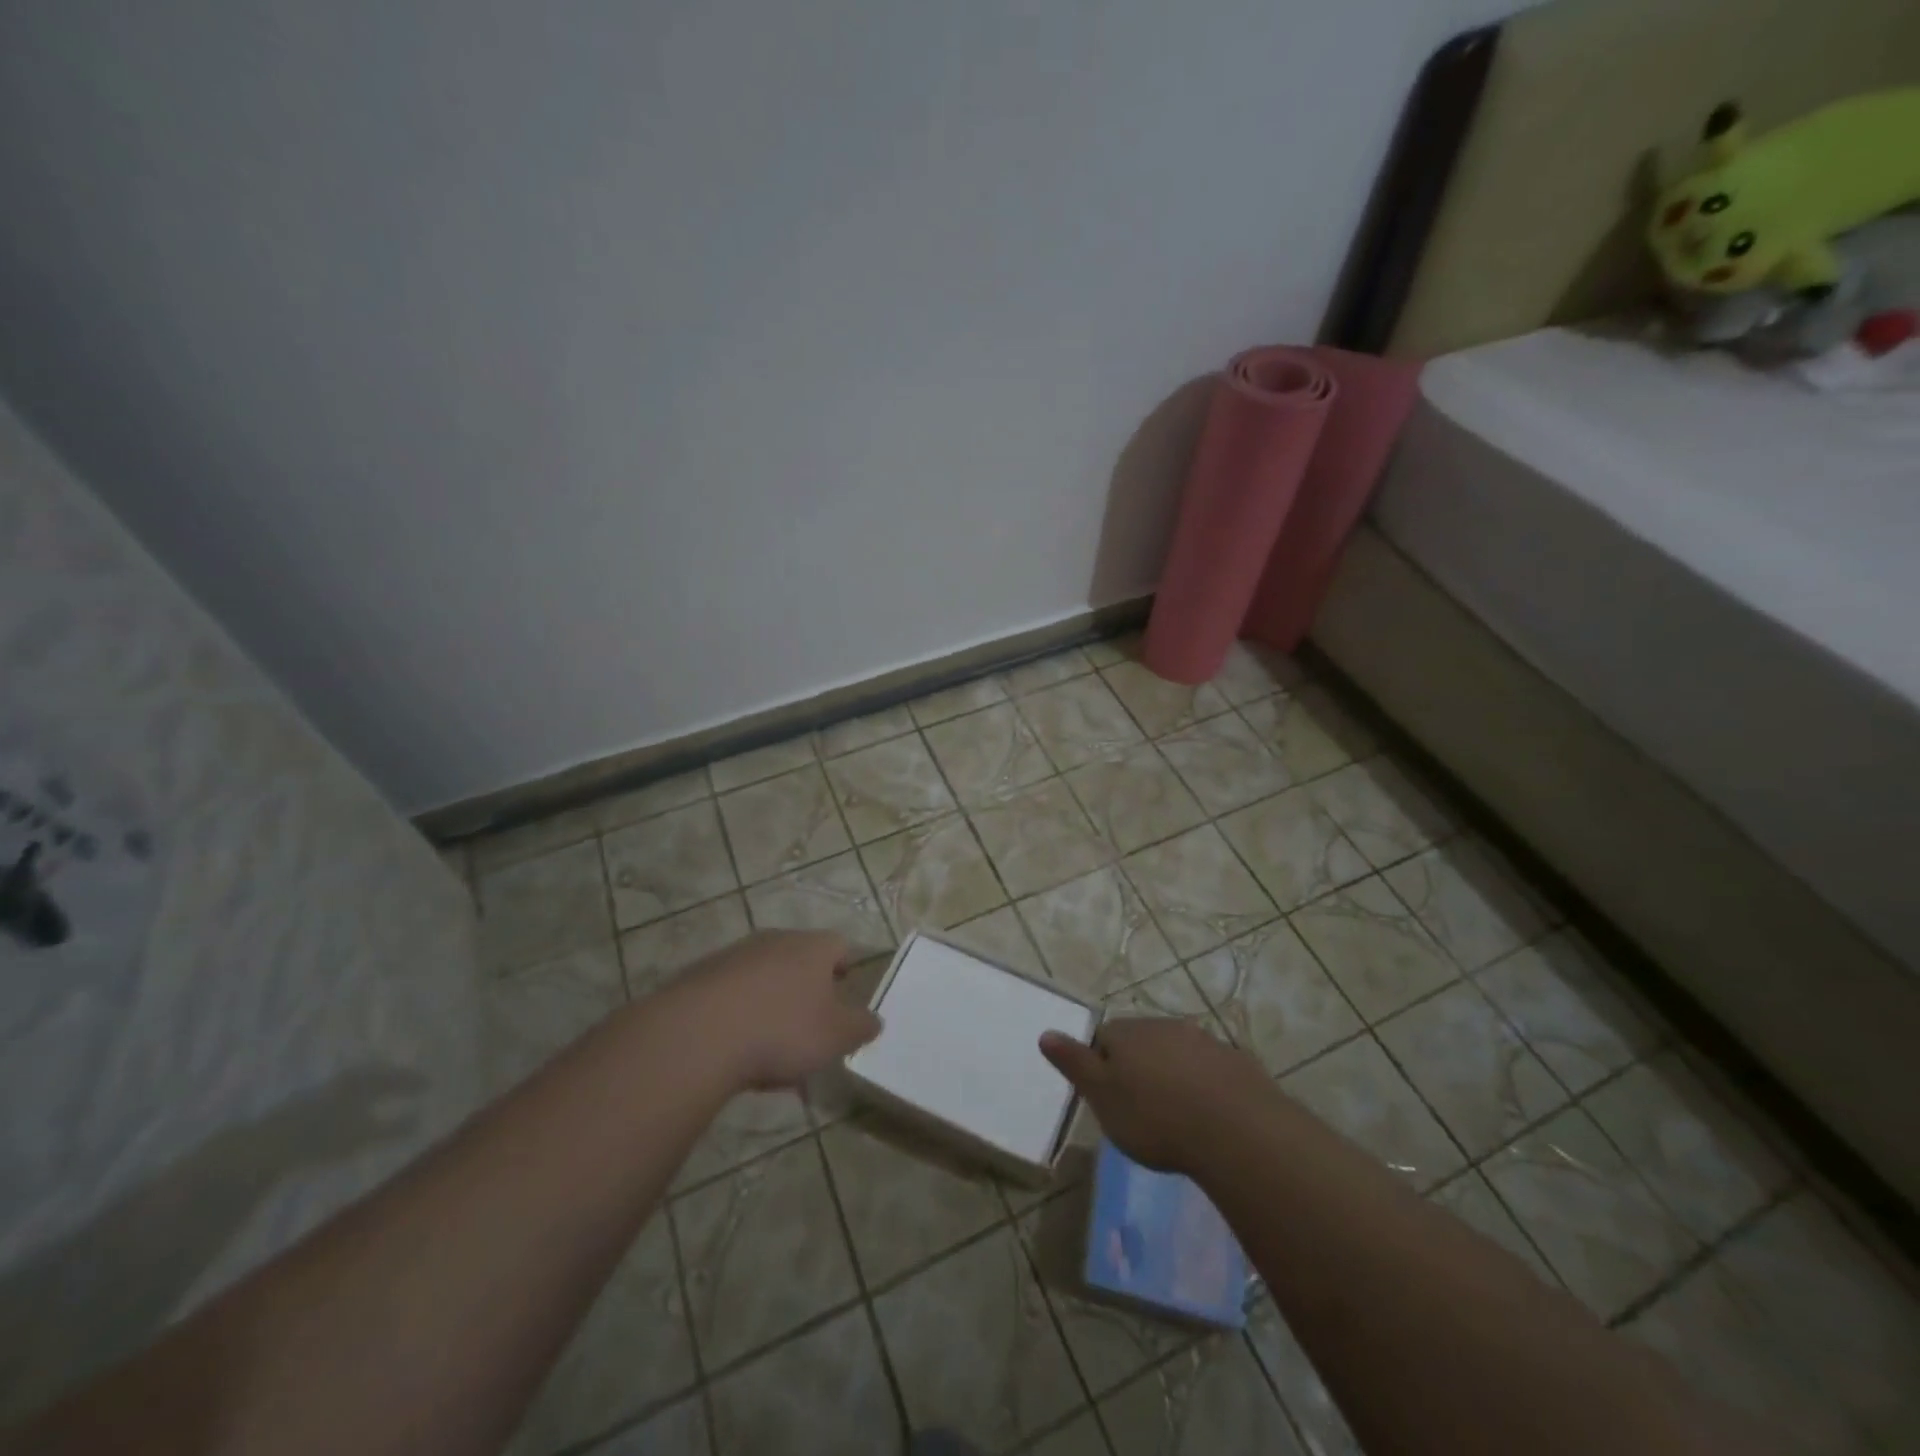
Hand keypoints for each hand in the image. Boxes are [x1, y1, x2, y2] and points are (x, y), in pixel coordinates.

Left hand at [678, 930, 881, 1089]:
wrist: (697, 1034)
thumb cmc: (782, 1029)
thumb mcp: (836, 1036)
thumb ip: (861, 1027)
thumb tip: (874, 1020)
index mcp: (813, 947)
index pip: (839, 946)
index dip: (846, 969)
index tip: (846, 996)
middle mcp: (775, 941)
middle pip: (800, 961)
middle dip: (807, 993)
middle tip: (811, 1030)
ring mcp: (734, 956)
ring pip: (764, 980)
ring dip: (772, 1007)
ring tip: (772, 1054)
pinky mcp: (700, 978)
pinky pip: (731, 996)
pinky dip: (739, 1017)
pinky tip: (736, 1053)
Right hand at [1040, 1017, 1273, 1174]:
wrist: (1236, 1131)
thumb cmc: (1156, 1117)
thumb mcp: (1102, 1097)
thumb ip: (1074, 1063)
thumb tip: (1046, 1033)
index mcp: (1128, 1032)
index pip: (1104, 1036)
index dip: (1102, 1064)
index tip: (1109, 1096)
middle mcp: (1164, 1026)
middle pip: (1142, 1041)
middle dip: (1139, 1066)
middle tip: (1141, 1108)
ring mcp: (1205, 1041)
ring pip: (1179, 1052)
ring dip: (1174, 1074)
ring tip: (1177, 1115)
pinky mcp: (1238, 1062)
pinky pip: (1212, 1070)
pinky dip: (1207, 1086)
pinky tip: (1211, 1117)